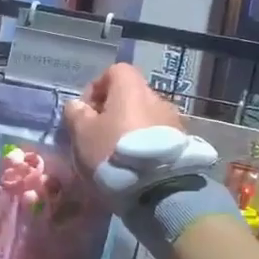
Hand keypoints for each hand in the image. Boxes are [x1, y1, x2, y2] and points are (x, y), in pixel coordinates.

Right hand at [61, 63, 185, 177]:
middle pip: (130, 96)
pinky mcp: (183, 142)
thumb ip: (76, 114)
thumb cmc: (113, 151)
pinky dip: (144, 143)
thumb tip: (76, 105)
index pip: (114, 71)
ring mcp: (172, 119)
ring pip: (144, 116)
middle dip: (112, 112)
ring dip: (129, 128)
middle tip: (98, 135)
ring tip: (117, 153)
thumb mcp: (82, 133)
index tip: (85, 111)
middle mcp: (156, 97)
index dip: (96, 87)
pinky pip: (157, 135)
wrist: (158, 187)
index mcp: (131, 88)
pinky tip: (135, 164)